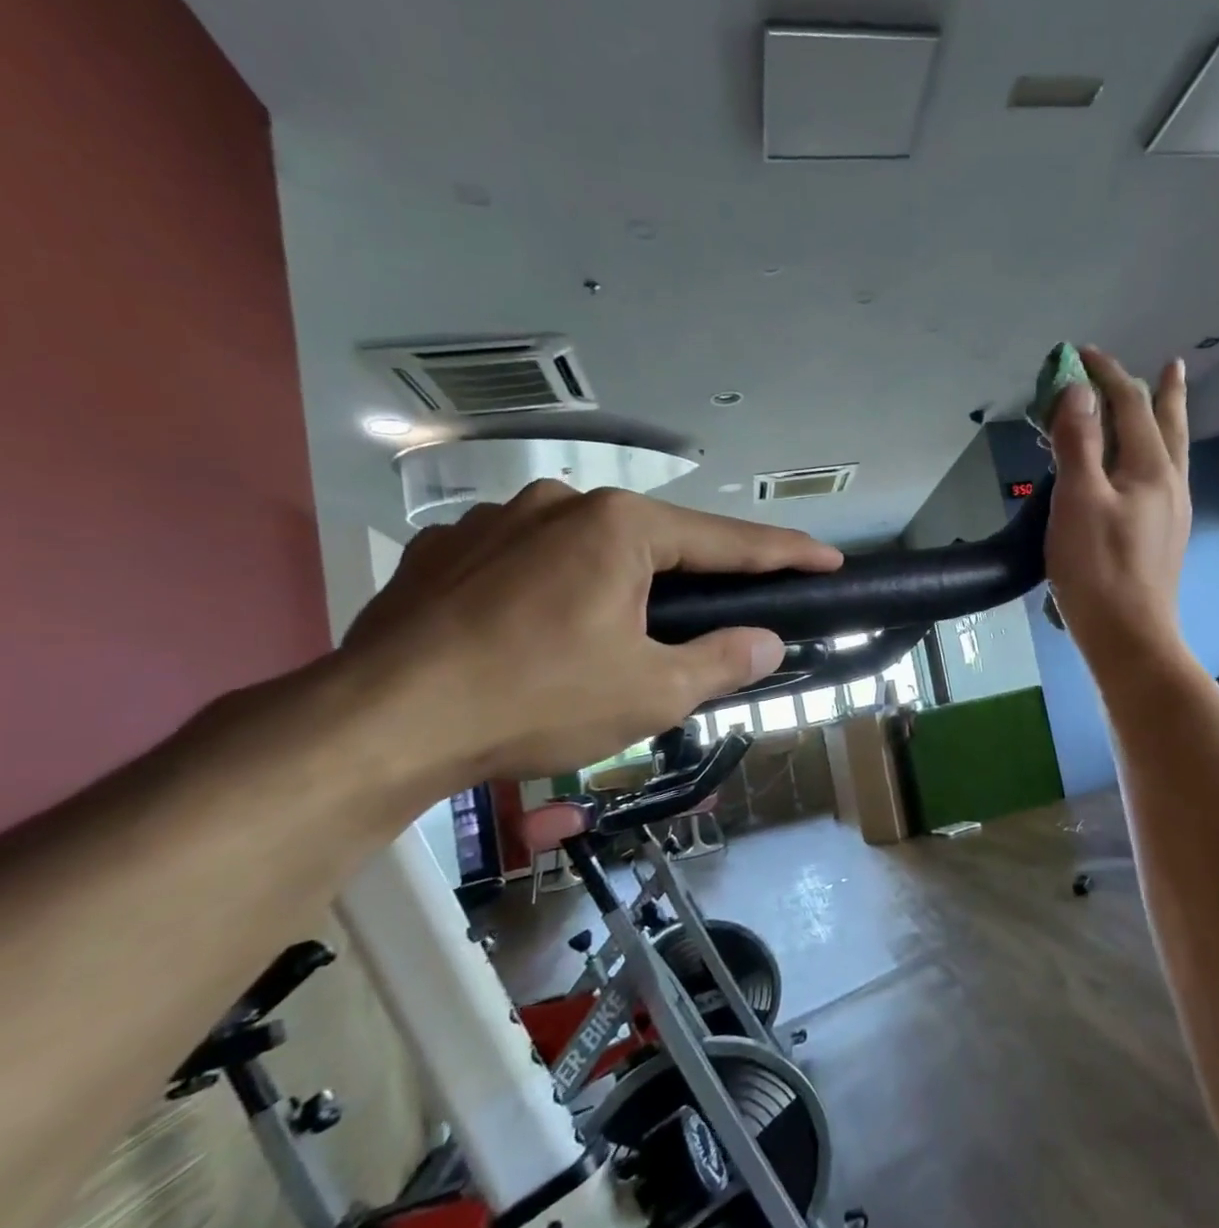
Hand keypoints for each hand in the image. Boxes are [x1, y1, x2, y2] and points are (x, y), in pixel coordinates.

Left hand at [340, 481, 842, 787]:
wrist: (378, 724)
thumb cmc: (537, 700)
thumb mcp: (652, 691)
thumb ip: (722, 660)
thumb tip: (768, 643)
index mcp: (620, 527)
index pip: (729, 540)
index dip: (787, 552)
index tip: (830, 558)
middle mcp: (559, 503)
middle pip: (657, 541)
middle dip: (695, 578)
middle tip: (721, 613)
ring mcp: (495, 521)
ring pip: (588, 549)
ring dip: (618, 584)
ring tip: (616, 637)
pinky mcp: (446, 550)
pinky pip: (527, 562)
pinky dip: (554, 589)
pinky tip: (540, 631)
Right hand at [1044, 347, 1190, 671]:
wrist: (1128, 638)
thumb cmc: (1098, 569)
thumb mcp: (1078, 499)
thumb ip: (1078, 442)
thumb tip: (1078, 392)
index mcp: (1151, 469)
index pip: (1131, 404)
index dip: (1107, 374)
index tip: (1081, 354)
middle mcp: (1170, 484)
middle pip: (1169, 425)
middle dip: (1163, 392)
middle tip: (1171, 366)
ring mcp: (1171, 513)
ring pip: (1172, 453)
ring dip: (1165, 422)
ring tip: (1165, 405)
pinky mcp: (1163, 538)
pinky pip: (1162, 478)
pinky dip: (1154, 455)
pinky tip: (1146, 470)